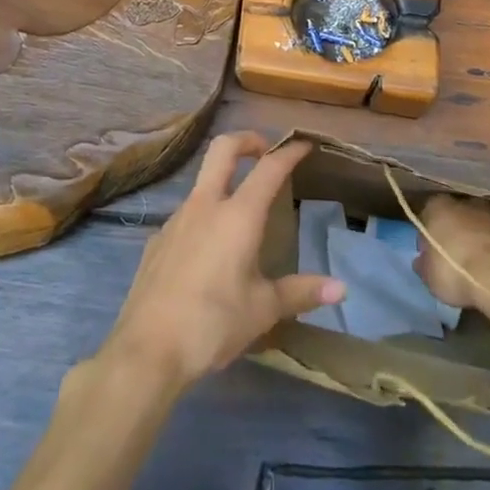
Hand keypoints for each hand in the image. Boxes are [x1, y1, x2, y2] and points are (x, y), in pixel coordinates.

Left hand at [101, 133, 344, 390]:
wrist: (147, 349)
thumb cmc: (213, 324)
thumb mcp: (263, 310)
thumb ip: (301, 293)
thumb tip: (341, 289)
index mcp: (238, 215)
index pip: (269, 168)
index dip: (288, 152)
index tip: (303, 144)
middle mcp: (205, 205)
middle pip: (223, 149)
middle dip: (247, 140)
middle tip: (265, 151)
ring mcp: (176, 219)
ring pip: (202, 181)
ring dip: (223, 181)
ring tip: (241, 211)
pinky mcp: (157, 240)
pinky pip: (185, 215)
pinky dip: (203, 217)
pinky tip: (208, 251)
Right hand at [414, 195, 489, 309]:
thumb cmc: (457, 273)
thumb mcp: (429, 276)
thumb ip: (425, 263)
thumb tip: (423, 260)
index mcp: (441, 208)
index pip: (431, 212)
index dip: (432, 232)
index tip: (433, 251)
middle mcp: (471, 203)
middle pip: (463, 214)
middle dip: (463, 230)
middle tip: (461, 256)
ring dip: (488, 238)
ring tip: (488, 265)